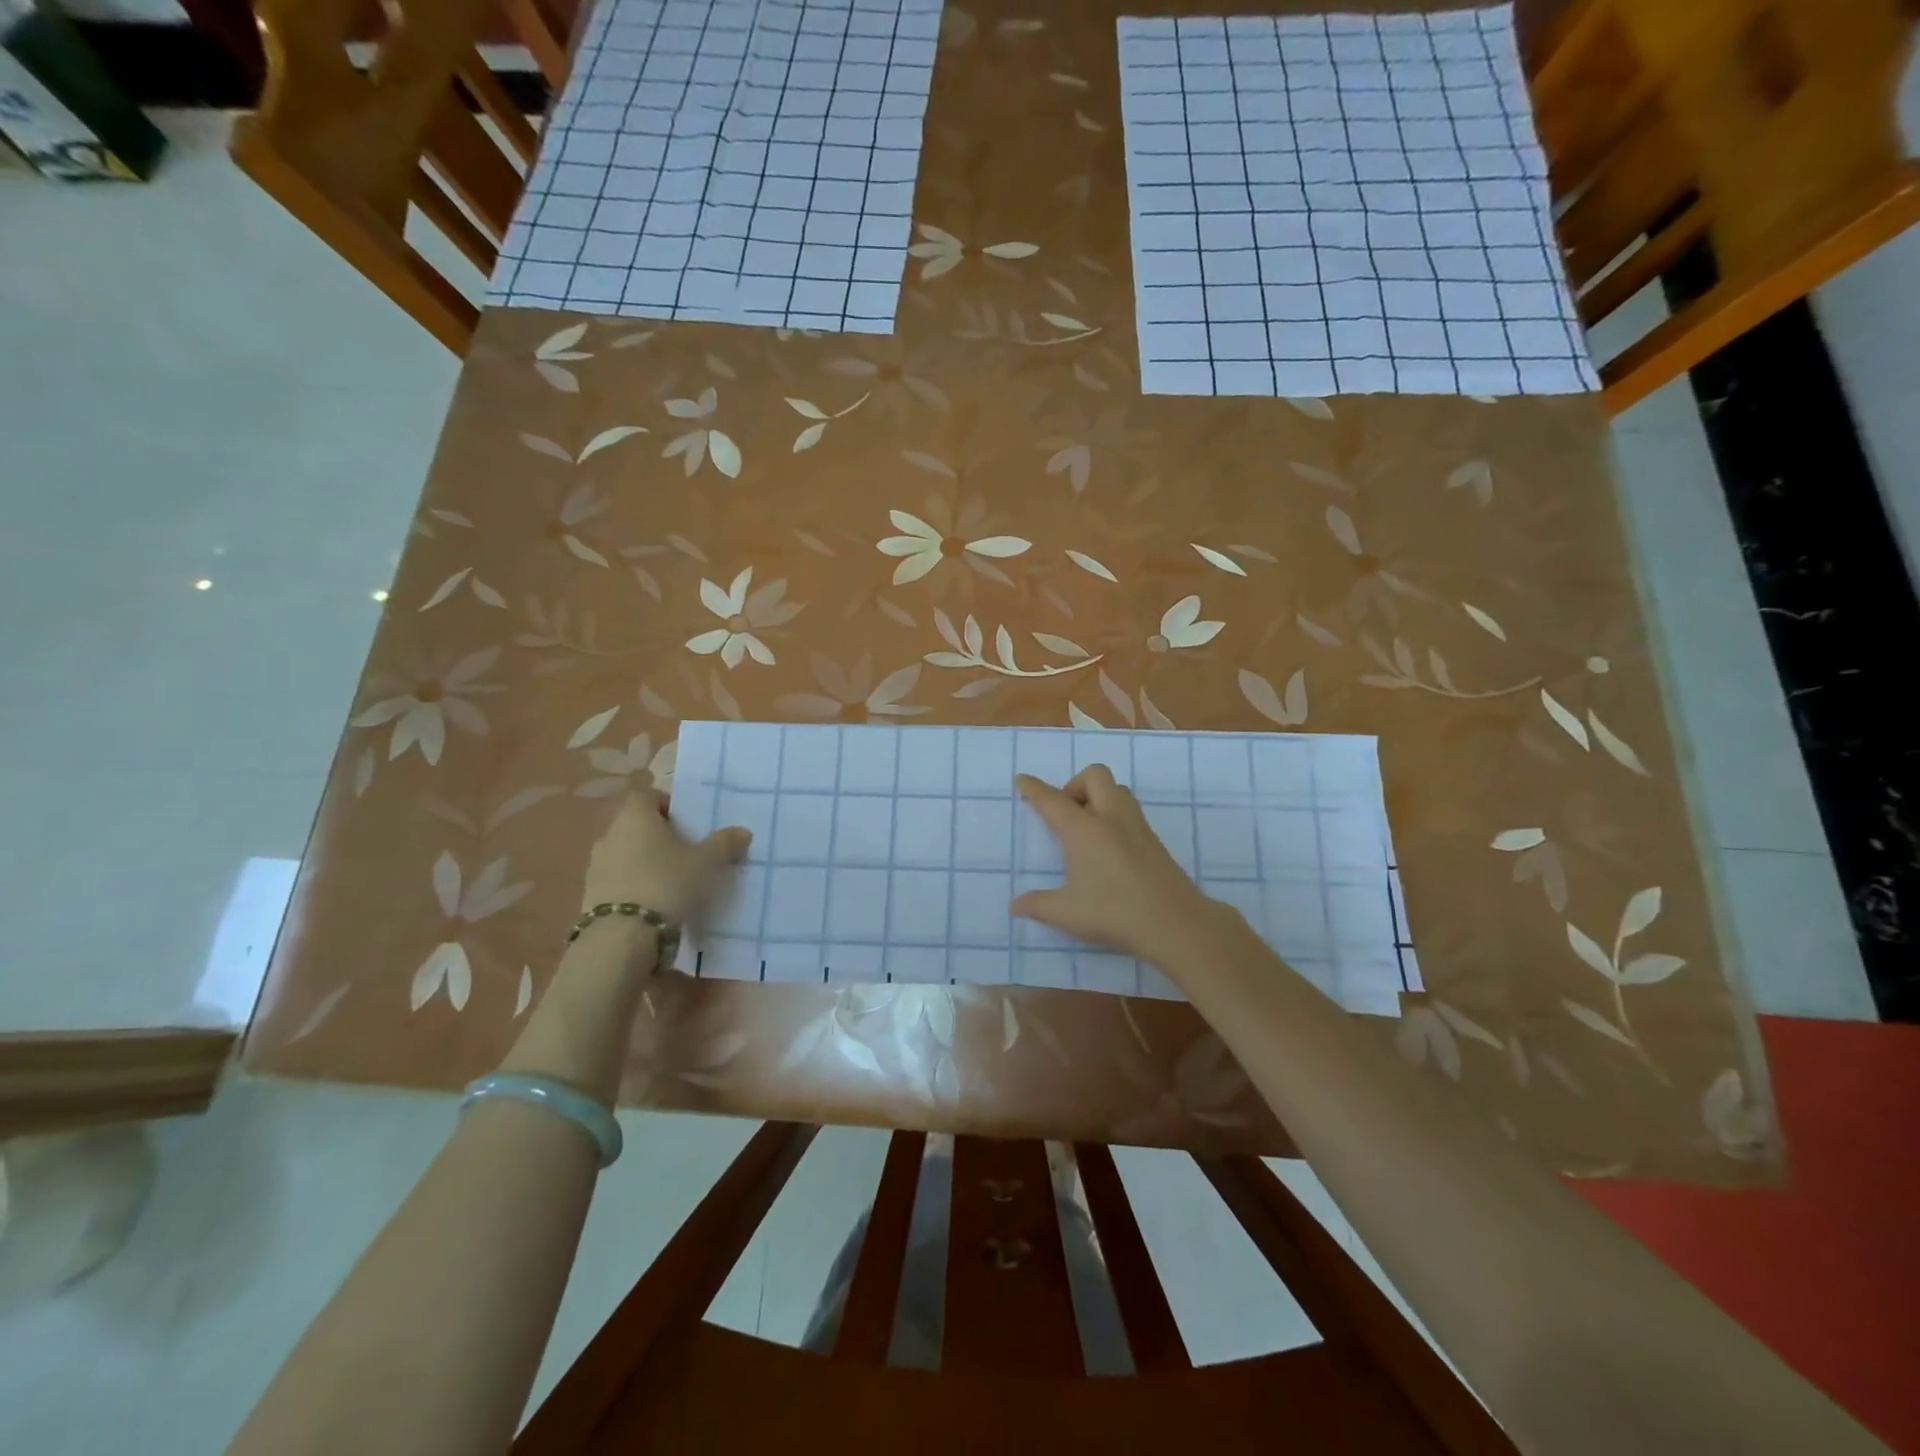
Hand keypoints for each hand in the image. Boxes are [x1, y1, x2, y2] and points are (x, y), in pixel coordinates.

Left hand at [580, 791, 750, 926]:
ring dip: (645, 862)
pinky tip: (653, 904)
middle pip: (636, 825)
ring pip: (626, 853)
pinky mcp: (590, 894)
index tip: (687, 824)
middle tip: (686, 853)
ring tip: (671, 882)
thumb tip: (742, 831)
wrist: (621, 937)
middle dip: (659, 836)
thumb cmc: (666, 884)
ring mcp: (596, 866)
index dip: (667, 805)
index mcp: (635, 817)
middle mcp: (610, 834)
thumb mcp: (705, 863)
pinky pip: (617, 879)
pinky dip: (633, 885)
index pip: (647, 796)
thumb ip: (724, 844)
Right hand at [1013, 766, 1216, 964]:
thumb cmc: (1114, 912)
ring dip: (1098, 796)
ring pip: (1117, 790)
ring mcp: (1136, 826)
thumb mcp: (1067, 912)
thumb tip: (1016, 905)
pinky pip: (1130, 811)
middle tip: (1065, 814)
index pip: (1052, 800)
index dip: (1034, 788)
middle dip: (1075, 785)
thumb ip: (1038, 905)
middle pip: (1094, 776)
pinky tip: (1108, 847)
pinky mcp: (1154, 840)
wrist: (1175, 923)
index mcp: (1083, 829)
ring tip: (1086, 828)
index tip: (1022, 780)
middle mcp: (1110, 818)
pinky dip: (1114, 815)